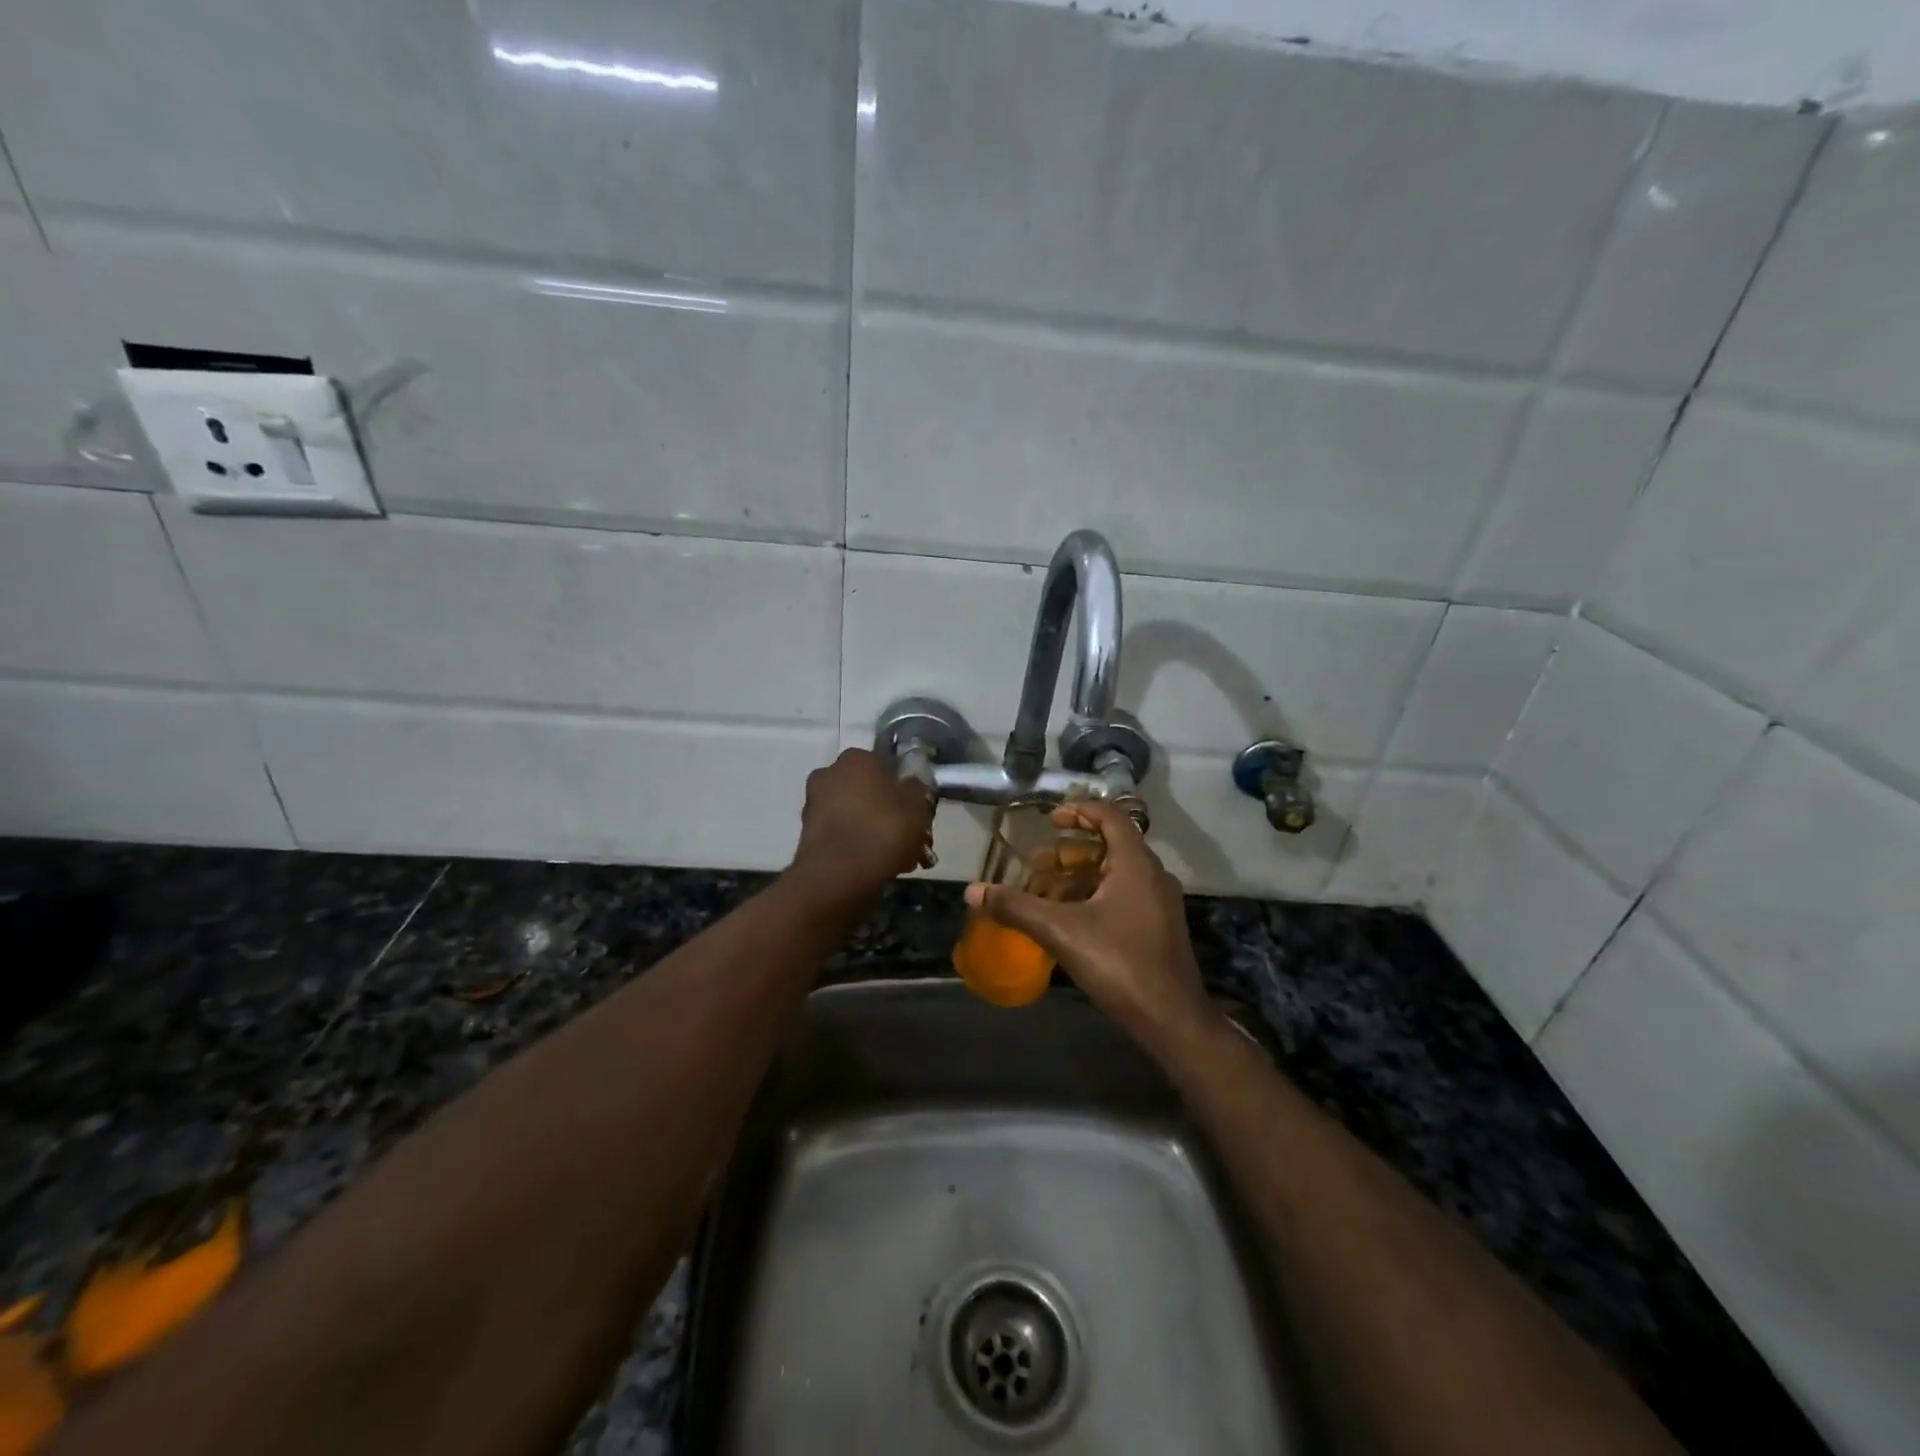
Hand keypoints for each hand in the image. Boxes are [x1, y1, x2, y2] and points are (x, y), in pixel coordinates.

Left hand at [789, 748, 934, 901]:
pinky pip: (842, 833)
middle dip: (887, 810)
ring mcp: (814, 803)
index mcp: (857, 758)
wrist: (837, 876)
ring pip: (855, 813)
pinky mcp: (808, 832)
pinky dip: (857, 844)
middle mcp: (830, 773)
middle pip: (869, 790)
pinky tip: (877, 864)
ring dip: (873, 829)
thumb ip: (917, 789)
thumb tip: (911, 783)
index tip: (916, 808)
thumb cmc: (882, 830)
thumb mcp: (917, 807)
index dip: (903, 786)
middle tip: (909, 836)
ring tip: (898, 856)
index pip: (885, 763)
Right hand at [965, 801, 1213, 1049]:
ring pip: (1114, 874)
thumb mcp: (1060, 931)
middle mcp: (1152, 874)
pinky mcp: (1158, 926)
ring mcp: (1159, 902)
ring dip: (1078, 878)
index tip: (1050, 820)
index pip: (1110, 816)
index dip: (1078, 812)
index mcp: (1135, 863)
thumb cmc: (1119, 963)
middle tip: (1035, 865)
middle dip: (1068, 853)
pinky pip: (1122, 896)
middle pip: (1108, 847)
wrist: (1171, 1019)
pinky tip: (1068, 920)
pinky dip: (1093, 897)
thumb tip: (972, 891)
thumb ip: (1016, 907)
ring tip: (1043, 892)